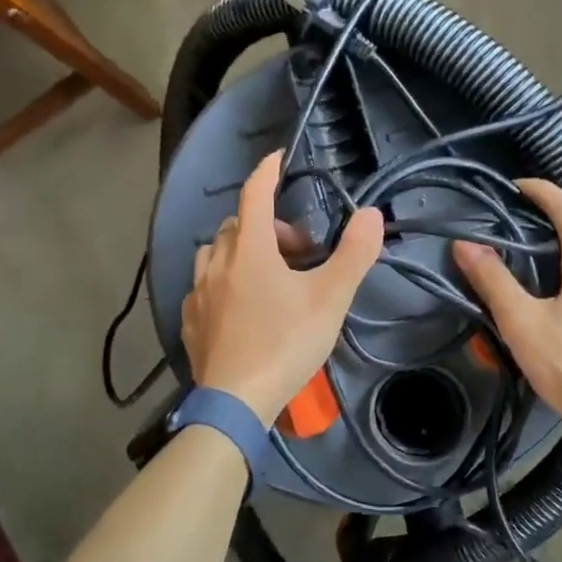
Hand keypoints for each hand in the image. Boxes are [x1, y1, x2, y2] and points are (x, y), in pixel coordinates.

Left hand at [182, 151, 384, 425]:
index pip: (255, 194)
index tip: (278, 158)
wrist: (236, 403)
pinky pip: (203, 286)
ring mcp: (197, 293)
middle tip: (297, 252)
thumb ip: (354, 254)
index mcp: (249, 250)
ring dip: (240, 251)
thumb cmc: (286, 344)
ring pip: (215, 253)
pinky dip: (222, 281)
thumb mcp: (330, 299)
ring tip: (266, 275)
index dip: (267, 171)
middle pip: (238, 225)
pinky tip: (238, 305)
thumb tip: (371, 214)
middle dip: (267, 226)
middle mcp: (216, 263)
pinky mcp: (190, 322)